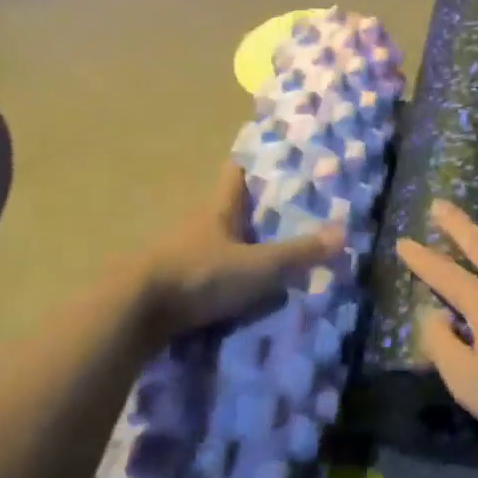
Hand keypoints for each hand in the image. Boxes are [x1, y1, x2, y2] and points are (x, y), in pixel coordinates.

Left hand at [141, 163, 342, 335]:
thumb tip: (344, 232)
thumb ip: (299, 253)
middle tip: (284, 217)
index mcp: (218, 210)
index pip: (234, 176)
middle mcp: (196, 226)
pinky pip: (200, 276)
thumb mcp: (258, 266)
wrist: (133, 313)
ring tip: (266, 261)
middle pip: (225, 210)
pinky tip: (235, 295)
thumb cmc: (200, 275)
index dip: (251, 167)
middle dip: (250, 214)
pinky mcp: (166, 286)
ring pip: (212, 244)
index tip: (271, 164)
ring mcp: (177, 255)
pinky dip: (218, 281)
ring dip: (233, 250)